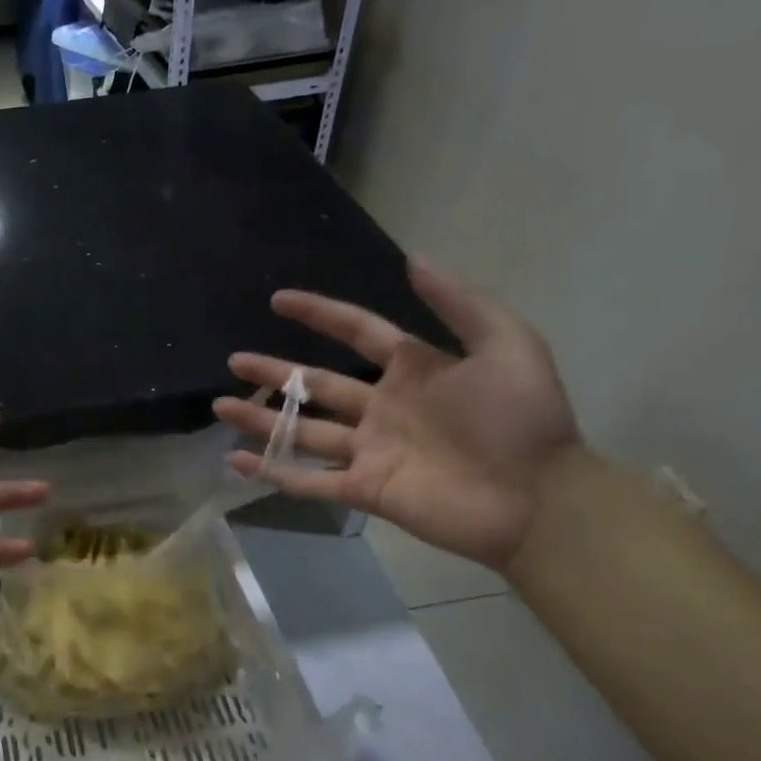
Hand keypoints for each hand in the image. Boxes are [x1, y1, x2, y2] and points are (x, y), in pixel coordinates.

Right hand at [214, 263, 581, 569]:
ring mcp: (369, 449)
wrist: (540, 500)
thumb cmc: (523, 420)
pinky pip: (309, 480)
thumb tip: (411, 260)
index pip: (355, 332)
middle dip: (274, 373)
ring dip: (261, 420)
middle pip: (316, 385)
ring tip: (220, 406)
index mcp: (412, 370)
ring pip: (303, 430)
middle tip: (234, 361)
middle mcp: (382, 407)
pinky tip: (236, 461)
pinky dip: (272, 472)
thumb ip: (459, 303)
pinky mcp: (364, 488)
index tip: (278, 300)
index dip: (318, 314)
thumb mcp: (507, 345)